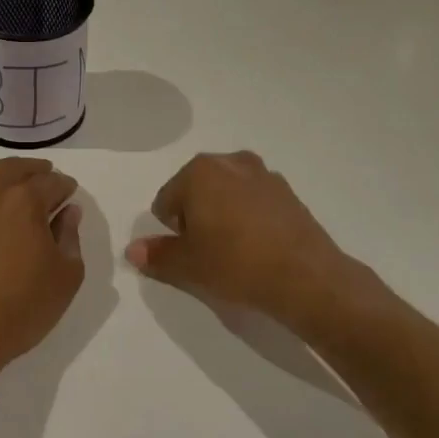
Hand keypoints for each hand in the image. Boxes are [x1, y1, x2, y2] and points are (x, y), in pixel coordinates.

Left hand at [0, 158, 84, 380]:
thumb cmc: (22, 308)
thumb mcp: (66, 277)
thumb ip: (70, 238)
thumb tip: (68, 212)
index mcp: (25, 203)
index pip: (51, 183)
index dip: (64, 186)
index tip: (70, 193)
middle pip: (14, 170)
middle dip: (33, 170)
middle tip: (45, 177)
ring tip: (10, 176)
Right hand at [124, 152, 356, 326]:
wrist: (305, 276)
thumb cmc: (235, 263)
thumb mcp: (187, 266)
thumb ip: (156, 256)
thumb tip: (133, 251)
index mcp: (199, 171)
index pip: (166, 200)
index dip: (172, 231)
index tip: (190, 253)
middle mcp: (231, 161)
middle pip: (197, 190)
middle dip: (197, 217)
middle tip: (209, 252)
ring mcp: (264, 174)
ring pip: (227, 194)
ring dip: (224, 215)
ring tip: (235, 251)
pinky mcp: (289, 192)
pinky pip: (255, 202)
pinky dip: (250, 218)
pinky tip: (259, 247)